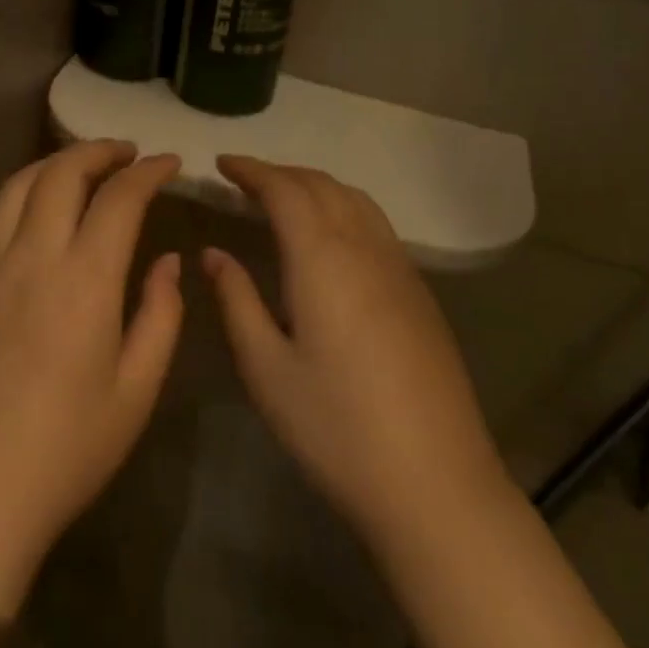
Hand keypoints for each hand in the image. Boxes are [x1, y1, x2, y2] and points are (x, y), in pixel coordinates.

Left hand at [0, 141, 184, 611]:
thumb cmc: (66, 452)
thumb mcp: (136, 391)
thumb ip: (160, 315)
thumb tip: (168, 261)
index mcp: (84, 280)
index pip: (119, 198)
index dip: (148, 172)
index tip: (169, 163)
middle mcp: (30, 258)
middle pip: (61, 173)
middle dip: (98, 151)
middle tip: (125, 154)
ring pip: (15, 188)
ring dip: (51, 165)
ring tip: (77, 169)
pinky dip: (11, 203)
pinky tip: (24, 215)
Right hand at [202, 155, 509, 555]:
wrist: (435, 484)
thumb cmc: (335, 427)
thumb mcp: (266, 368)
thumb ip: (236, 300)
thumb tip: (213, 253)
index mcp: (323, 259)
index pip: (285, 190)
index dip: (252, 170)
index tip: (222, 163)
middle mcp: (365, 249)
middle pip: (323, 186)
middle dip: (281, 173)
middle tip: (245, 180)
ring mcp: (400, 270)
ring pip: (355, 201)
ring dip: (316, 186)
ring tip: (284, 199)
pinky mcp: (419, 294)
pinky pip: (376, 225)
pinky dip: (343, 208)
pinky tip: (330, 238)